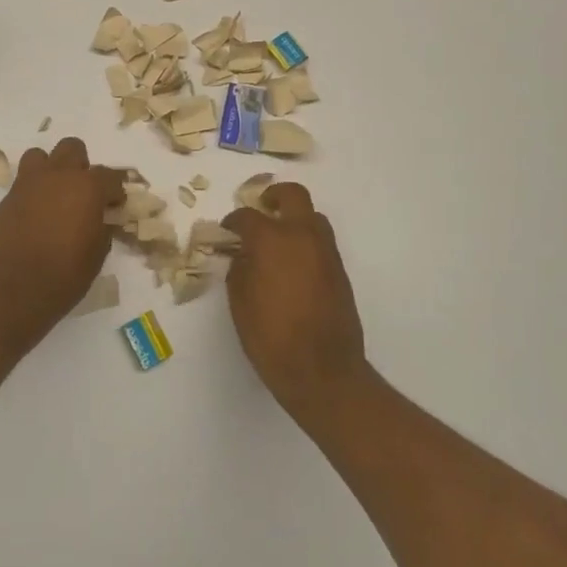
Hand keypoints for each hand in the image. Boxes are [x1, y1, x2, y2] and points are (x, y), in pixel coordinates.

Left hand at [0, 138, 124, 343]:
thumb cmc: (62, 278)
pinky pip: (24, 181)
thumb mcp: (95, 256)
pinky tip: (37, 215)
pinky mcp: (7, 198)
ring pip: (42, 156)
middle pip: (72, 149)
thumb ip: (102, 229)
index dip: (115, 191)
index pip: (110, 176)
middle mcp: (57, 176)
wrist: (9, 293)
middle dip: (82, 167)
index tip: (115, 206)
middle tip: (84, 194)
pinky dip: (34, 190)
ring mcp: (28, 184)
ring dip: (52, 170)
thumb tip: (101, 220)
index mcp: (87, 188)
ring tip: (56, 197)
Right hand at [223, 183, 370, 419]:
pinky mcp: (340, 270)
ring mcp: (326, 251)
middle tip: (261, 210)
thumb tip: (244, 255)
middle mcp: (303, 236)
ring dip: (294, 219)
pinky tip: (292, 266)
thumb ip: (240, 268)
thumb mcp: (240, 302)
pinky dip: (306, 242)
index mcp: (272, 240)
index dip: (233, 221)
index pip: (247, 216)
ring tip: (277, 240)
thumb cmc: (271, 337)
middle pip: (292, 195)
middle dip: (274, 196)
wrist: (322, 370)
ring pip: (312, 217)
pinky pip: (321, 242)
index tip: (227, 231)